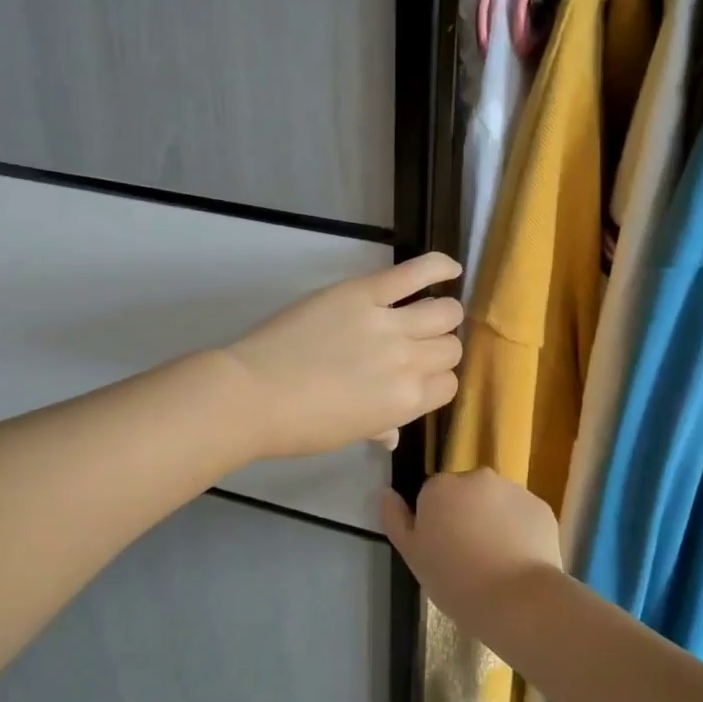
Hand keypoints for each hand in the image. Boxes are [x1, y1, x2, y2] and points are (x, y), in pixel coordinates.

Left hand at [223, 252, 462, 457]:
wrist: (252, 395)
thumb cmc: (299, 425)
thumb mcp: (348, 435)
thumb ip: (381, 428)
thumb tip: (392, 435)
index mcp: (407, 402)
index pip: (448, 385)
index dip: (435, 381)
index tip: (417, 377)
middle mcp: (408, 362)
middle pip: (450, 348)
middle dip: (438, 350)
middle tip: (413, 348)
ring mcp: (388, 323)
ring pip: (444, 312)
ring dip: (441, 315)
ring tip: (425, 314)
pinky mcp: (364, 292)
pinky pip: (415, 273)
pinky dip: (438, 266)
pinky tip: (450, 268)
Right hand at [381, 469, 563, 634]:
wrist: (517, 599)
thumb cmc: (455, 580)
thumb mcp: (412, 556)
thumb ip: (396, 520)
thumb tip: (387, 493)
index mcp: (441, 486)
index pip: (432, 495)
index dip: (436, 522)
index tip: (442, 550)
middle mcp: (478, 477)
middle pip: (466, 494)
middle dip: (466, 515)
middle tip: (468, 556)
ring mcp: (514, 489)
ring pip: (496, 503)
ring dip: (493, 521)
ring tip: (496, 561)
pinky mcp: (541, 507)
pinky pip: (523, 515)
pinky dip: (520, 531)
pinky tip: (518, 560)